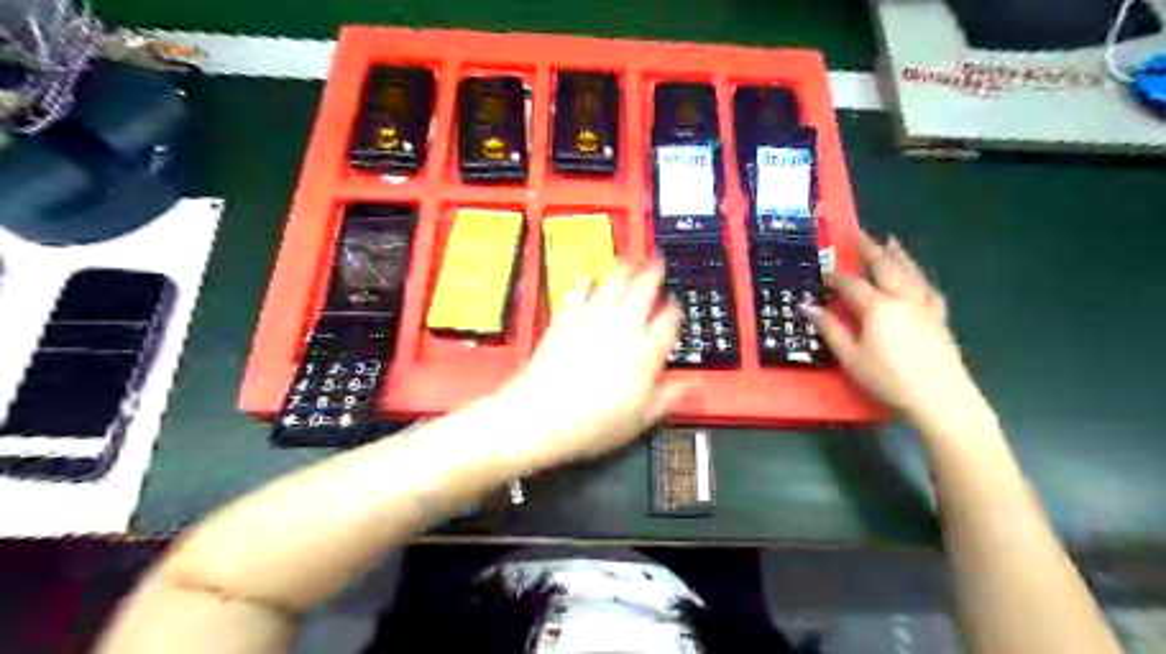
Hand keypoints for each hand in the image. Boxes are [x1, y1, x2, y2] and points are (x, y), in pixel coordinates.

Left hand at [503, 260, 685, 464]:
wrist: (541, 416)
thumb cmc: (592, 424)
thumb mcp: (639, 419)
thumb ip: (666, 397)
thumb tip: (690, 386)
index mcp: (643, 354)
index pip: (667, 323)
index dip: (674, 310)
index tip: (676, 304)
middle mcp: (620, 331)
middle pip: (642, 293)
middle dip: (653, 275)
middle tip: (658, 262)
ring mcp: (591, 322)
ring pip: (611, 286)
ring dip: (622, 270)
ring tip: (629, 259)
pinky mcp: (564, 322)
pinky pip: (577, 296)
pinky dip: (583, 285)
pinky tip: (586, 279)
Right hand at [812, 233, 980, 426]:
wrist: (940, 397)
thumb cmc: (888, 379)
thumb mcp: (851, 357)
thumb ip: (831, 329)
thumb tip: (809, 307)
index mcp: (877, 307)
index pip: (851, 284)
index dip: (834, 277)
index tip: (821, 273)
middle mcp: (902, 299)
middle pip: (885, 267)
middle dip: (870, 249)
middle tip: (859, 233)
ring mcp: (924, 307)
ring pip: (910, 273)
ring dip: (898, 255)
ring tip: (891, 240)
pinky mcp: (939, 319)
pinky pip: (929, 290)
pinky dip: (920, 278)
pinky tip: (918, 276)